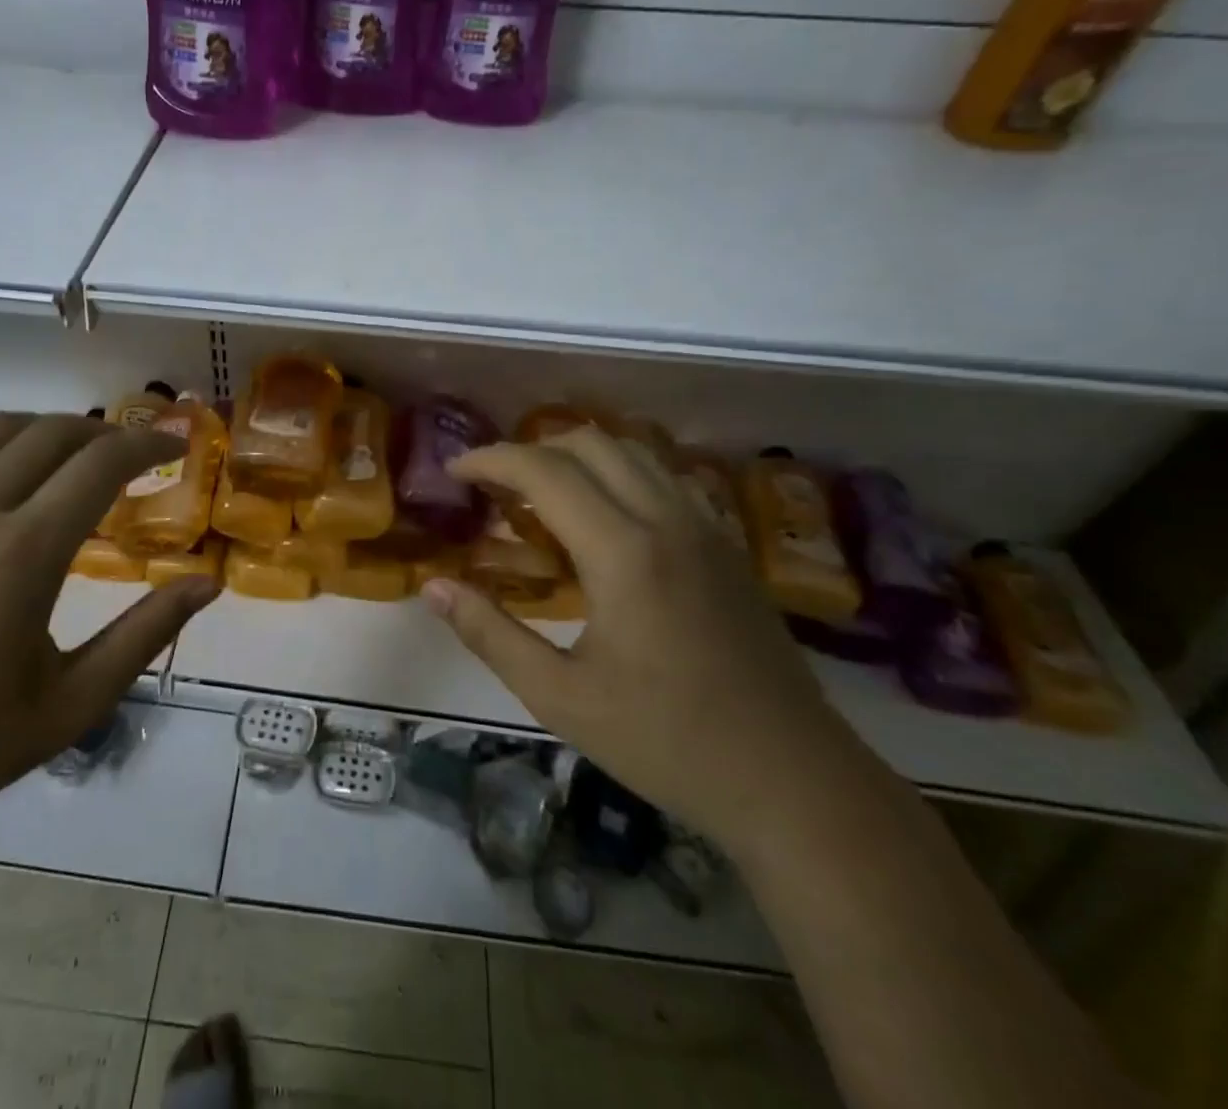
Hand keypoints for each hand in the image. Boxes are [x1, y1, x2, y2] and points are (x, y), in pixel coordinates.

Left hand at [0, 412, 217, 846]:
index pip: (100, 465)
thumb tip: (206, 584)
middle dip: (103, 434)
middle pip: (51, 433)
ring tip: (66, 461)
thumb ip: (144, 635)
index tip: (172, 449)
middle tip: (127, 457)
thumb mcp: (71, 704)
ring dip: (44, 433)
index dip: (146, 446)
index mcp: (22, 555)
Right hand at [423, 428, 859, 849]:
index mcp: (623, 552)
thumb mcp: (559, 697)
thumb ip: (489, 633)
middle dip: (531, 450)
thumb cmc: (667, 743)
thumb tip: (433, 587)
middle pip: (590, 444)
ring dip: (577, 457)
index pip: (545, 471)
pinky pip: (664, 479)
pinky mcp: (728, 547)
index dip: (491, 459)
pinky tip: (602, 519)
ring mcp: (706, 529)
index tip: (455, 471)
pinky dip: (619, 474)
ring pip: (633, 453)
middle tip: (494, 486)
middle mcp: (668, 520)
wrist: (794, 783)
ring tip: (541, 495)